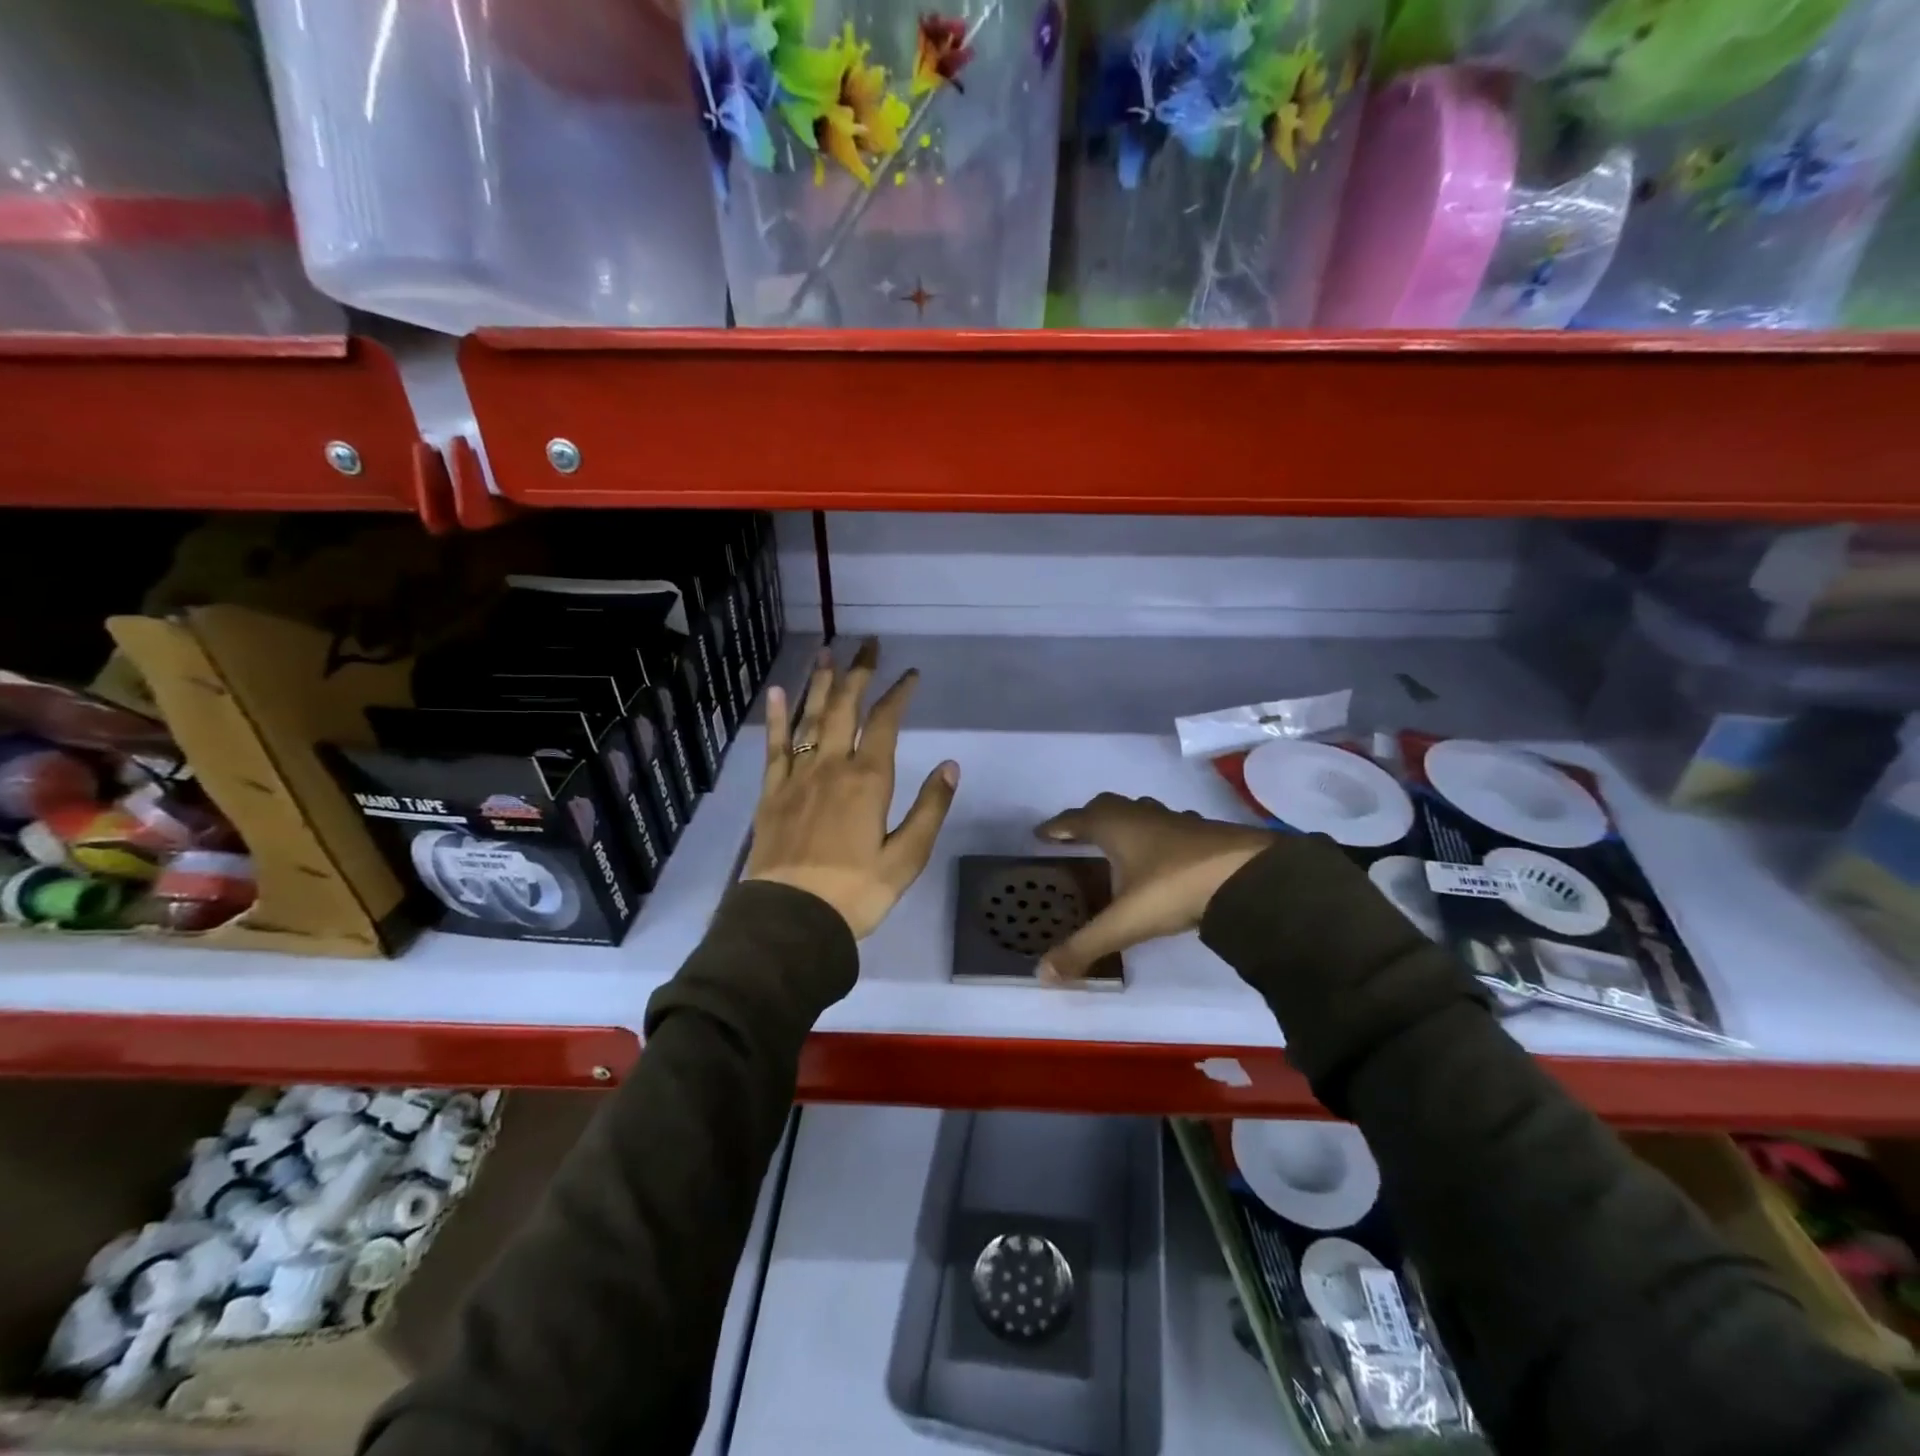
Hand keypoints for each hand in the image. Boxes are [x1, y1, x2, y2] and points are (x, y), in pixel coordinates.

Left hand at [746, 639, 958, 938]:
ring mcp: (797, 776)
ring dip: (820, 683)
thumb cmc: (856, 892)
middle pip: (845, 708)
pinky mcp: (772, 792)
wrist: (791, 919)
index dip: (899, 694)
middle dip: (858, 674)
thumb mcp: (906, 858)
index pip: (885, 723)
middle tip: (867, 645)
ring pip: (810, 717)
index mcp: (868, 780)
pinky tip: (777, 692)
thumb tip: (950, 765)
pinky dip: (777, 716)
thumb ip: (929, 808)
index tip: (910, 675)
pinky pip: (775, 745)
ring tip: (827, 653)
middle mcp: (831, 766)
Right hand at [1032, 795, 1277, 983]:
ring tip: (1118, 843)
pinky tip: (1164, 854)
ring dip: (1125, 823)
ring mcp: (1176, 821)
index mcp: (1115, 827)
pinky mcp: (1204, 832)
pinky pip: (1170, 826)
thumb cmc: (1174, 888)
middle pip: (1107, 807)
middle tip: (1076, 835)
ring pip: (1141, 812)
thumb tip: (1042, 974)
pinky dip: (1158, 836)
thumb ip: (1084, 947)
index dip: (1057, 827)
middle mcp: (1142, 816)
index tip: (1041, 833)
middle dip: (1089, 818)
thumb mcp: (1125, 922)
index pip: (1076, 820)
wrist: (1246, 875)